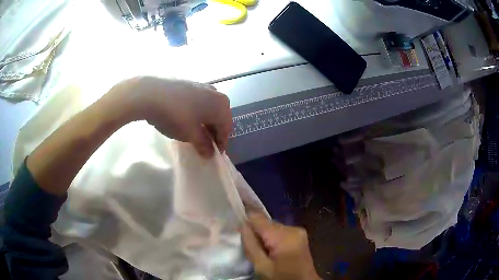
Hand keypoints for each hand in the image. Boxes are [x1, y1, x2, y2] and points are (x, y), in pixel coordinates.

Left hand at [106, 76, 231, 156]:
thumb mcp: (191, 135)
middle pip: (219, 117)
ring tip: (194, 133)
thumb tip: (210, 153)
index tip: (214, 154)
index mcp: (221, 105)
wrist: (151, 93)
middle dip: (213, 132)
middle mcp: (216, 93)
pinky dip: (197, 113)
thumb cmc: (176, 116)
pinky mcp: (190, 84)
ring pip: (208, 109)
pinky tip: (186, 119)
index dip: (221, 143)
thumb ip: (203, 145)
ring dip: (205, 122)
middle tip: (204, 145)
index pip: (226, 129)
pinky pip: (199, 102)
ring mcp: (202, 86)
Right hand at [241, 213, 320, 279]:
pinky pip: (280, 231)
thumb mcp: (262, 266)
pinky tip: (270, 250)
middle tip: (247, 245)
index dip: (245, 219)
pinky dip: (272, 238)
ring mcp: (298, 231)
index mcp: (283, 236)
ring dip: (264, 235)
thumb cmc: (281, 278)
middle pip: (266, 222)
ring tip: (260, 250)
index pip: (258, 217)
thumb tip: (242, 225)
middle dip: (255, 231)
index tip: (235, 225)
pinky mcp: (300, 235)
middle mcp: (292, 228)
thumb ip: (251, 245)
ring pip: (272, 227)